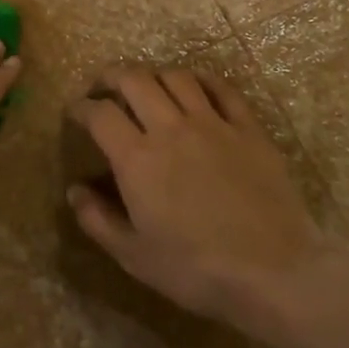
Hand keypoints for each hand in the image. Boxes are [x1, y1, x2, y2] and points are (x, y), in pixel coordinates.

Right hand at [66, 66, 348, 345]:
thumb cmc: (195, 269)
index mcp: (137, 159)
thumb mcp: (134, 256)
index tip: (75, 110)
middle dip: (111, 76)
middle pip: (135, 80)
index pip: (100, 114)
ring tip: (148, 86)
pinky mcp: (249, 130)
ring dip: (155, 75)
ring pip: (177, 77)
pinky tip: (196, 85)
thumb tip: (74, 190)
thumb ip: (97, 220)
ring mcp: (214, 124)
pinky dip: (203, 79)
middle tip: (104, 86)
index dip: (81, 107)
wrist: (273, 272)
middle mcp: (171, 129)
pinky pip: (223, 89)